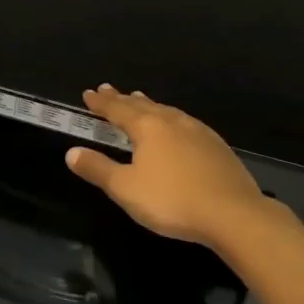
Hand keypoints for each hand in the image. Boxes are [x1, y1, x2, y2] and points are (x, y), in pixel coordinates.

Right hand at [65, 86, 269, 246]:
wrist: (232, 213)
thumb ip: (97, 169)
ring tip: (140, 100)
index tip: (88, 94)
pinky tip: (177, 127)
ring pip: (167, 111)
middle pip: (142, 106)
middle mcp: (172, 122)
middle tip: (109, 90)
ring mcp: (198, 132)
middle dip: (122, 99)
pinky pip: (185, 123)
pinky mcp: (216, 146)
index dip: (101, 103)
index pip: (118, 110)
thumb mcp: (125, 189)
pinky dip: (171, 118)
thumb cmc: (172, 200)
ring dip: (149, 105)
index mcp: (148, 128)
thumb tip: (71, 152)